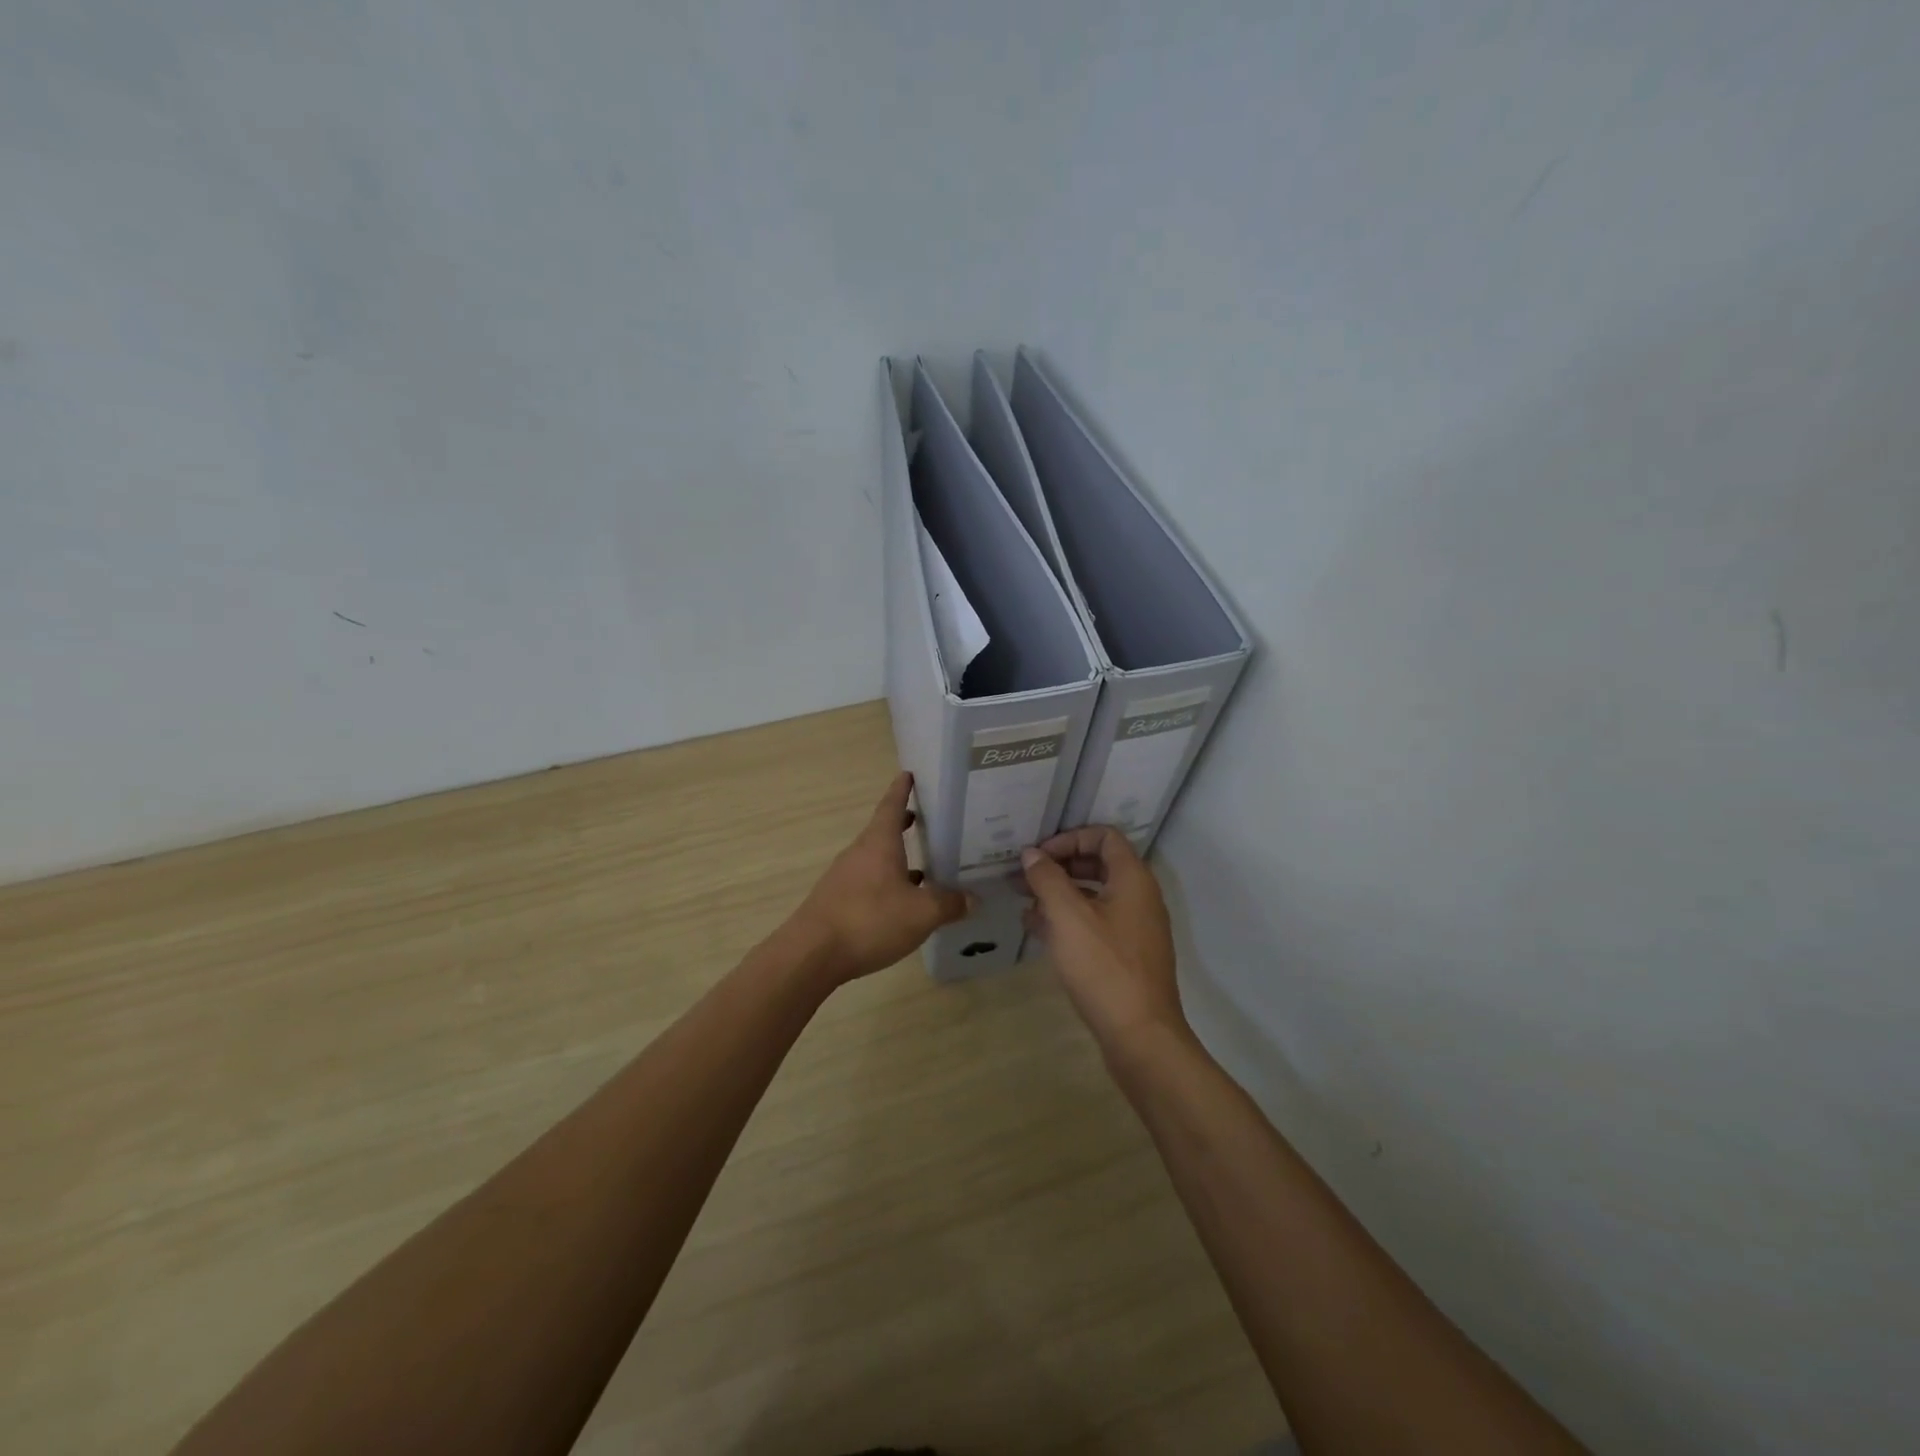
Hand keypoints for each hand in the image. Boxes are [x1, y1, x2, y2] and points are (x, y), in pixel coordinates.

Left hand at [790, 773, 971, 982]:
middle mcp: (859, 853)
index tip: (908, 774)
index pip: (891, 806)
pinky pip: (868, 882)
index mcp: (879, 843)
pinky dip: (888, 883)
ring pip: (876, 859)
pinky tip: (901, 902)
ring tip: (924, 866)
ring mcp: (845, 877)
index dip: (901, 790)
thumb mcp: (921, 913)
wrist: (811, 954)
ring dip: (897, 858)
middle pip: (883, 831)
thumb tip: (972, 898)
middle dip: (904, 824)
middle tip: (926, 820)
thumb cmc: (869, 920)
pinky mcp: (838, 901)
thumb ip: (949, 904)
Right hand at [1021, 826, 1185, 1053]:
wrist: (1140, 1036)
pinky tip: (1037, 929)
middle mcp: (1139, 897)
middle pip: (1098, 864)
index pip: (1104, 836)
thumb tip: (1032, 854)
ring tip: (1023, 901)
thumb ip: (1047, 879)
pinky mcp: (1126, 955)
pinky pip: (1095, 923)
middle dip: (1059, 866)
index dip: (1069, 838)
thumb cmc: (1103, 967)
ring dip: (1059, 894)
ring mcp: (1135, 928)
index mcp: (1133, 879)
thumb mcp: (1068, 916)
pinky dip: (1068, 920)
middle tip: (1023, 877)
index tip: (1038, 856)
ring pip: (1094, 896)